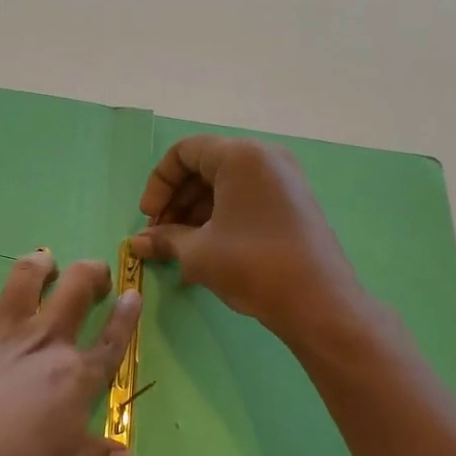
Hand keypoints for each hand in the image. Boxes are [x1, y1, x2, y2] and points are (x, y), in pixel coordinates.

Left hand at [0, 250, 142, 455]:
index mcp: (75, 378)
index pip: (111, 341)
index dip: (126, 316)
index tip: (133, 293)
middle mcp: (42, 344)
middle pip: (75, 290)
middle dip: (92, 273)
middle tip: (95, 275)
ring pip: (25, 278)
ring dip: (39, 264)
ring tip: (45, 265)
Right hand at [130, 135, 359, 340]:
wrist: (318, 302)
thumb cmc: (252, 265)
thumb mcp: (199, 252)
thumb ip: (165, 239)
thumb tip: (136, 243)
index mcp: (241, 156)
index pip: (185, 152)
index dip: (159, 183)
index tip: (149, 218)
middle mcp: (265, 158)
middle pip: (205, 167)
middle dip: (176, 201)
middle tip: (160, 236)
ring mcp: (284, 180)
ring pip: (226, 186)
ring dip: (195, 213)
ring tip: (179, 250)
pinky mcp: (293, 204)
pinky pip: (246, 199)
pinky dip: (221, 218)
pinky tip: (205, 252)